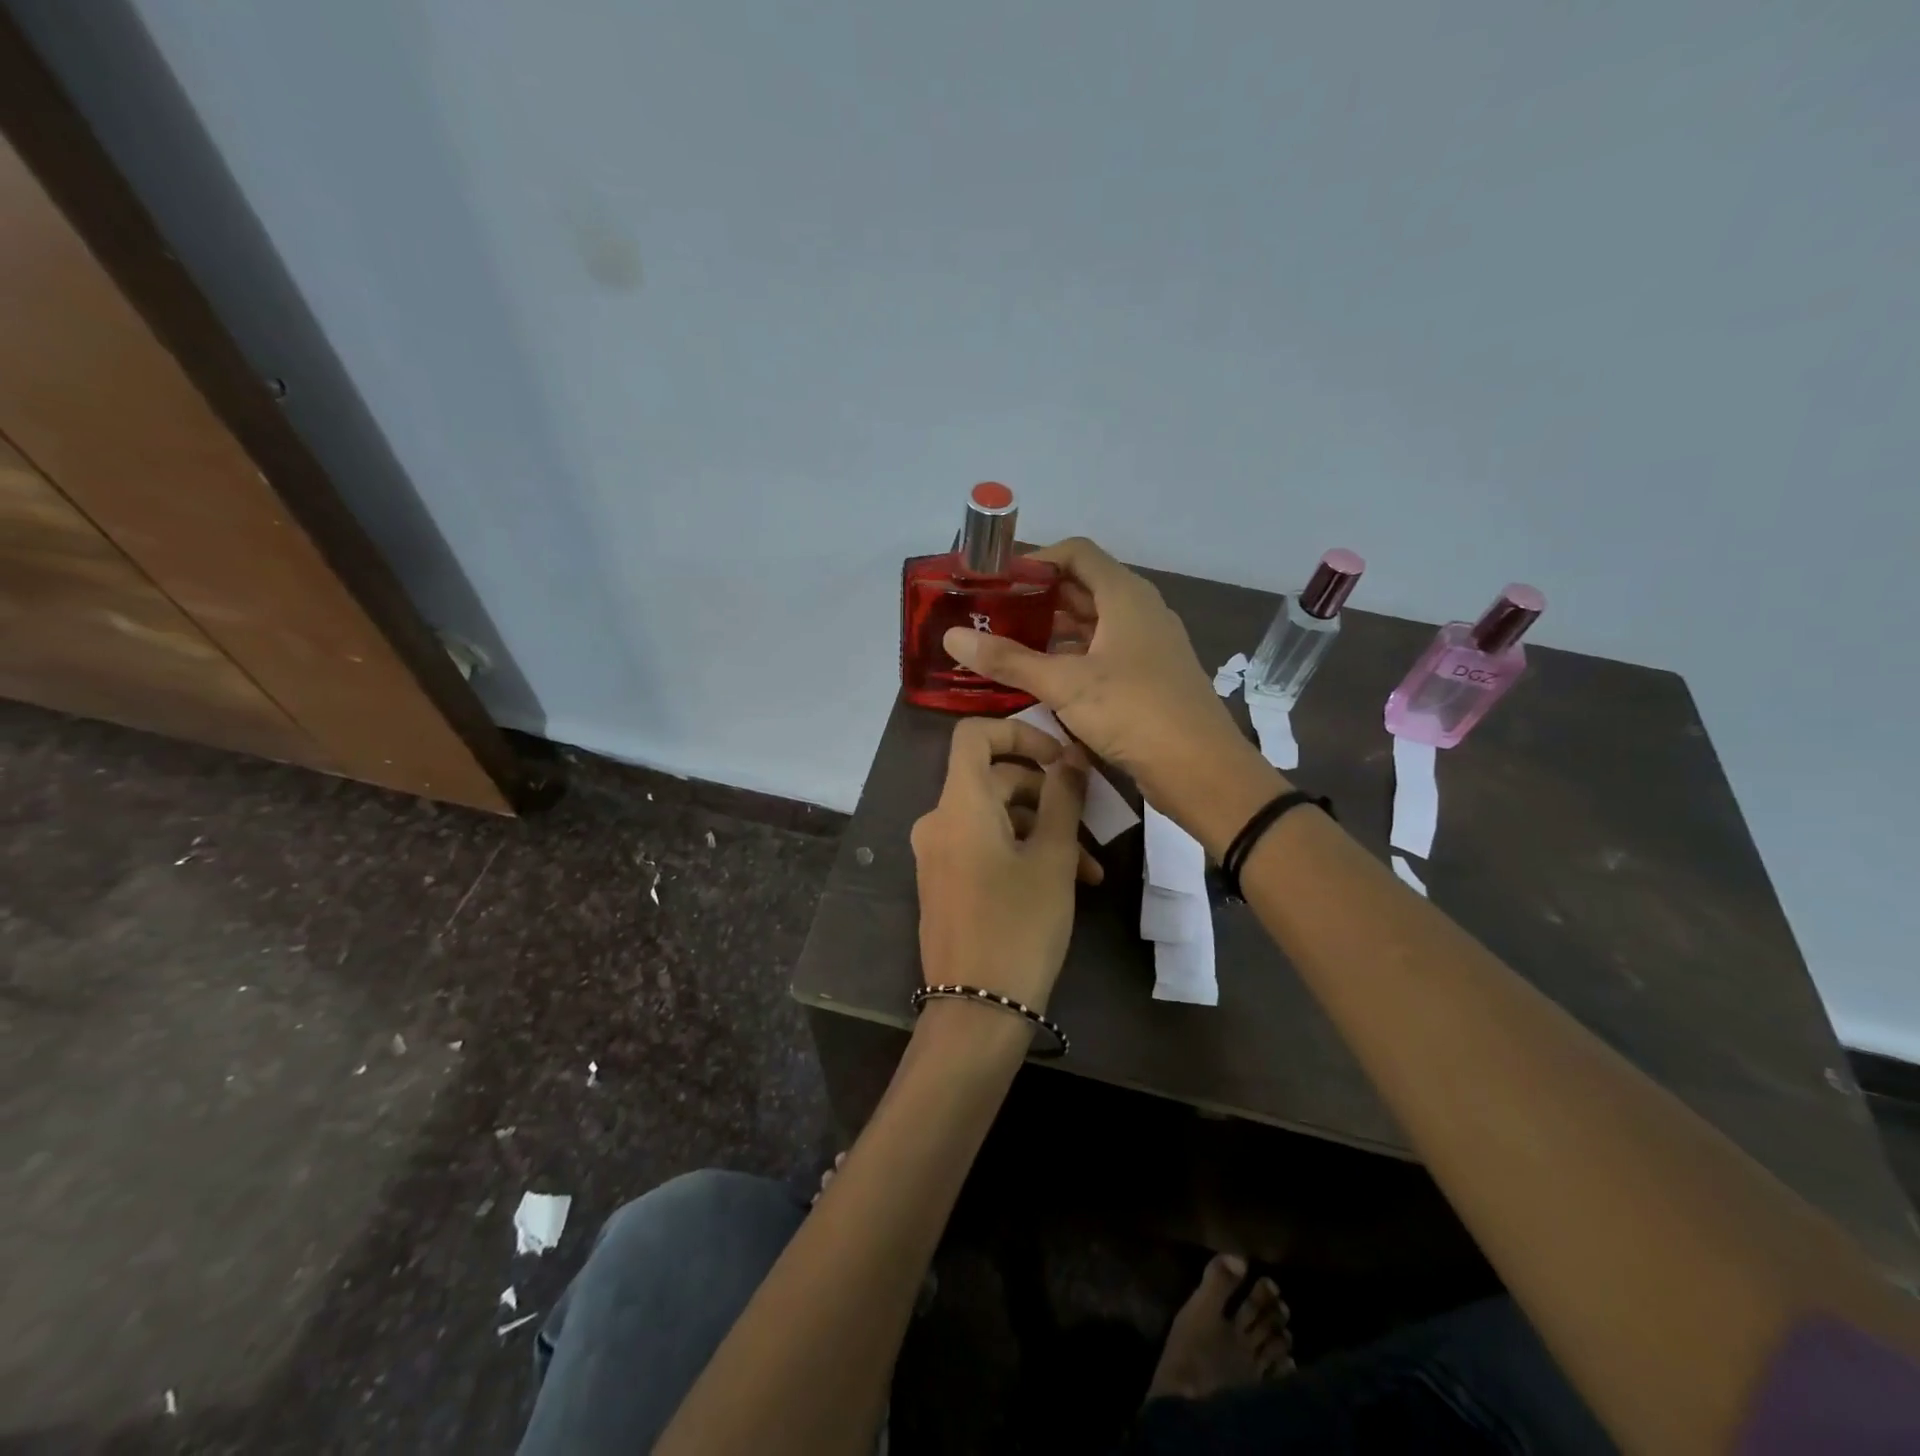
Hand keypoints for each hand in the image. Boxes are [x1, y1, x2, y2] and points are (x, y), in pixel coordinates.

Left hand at [911, 717, 1089, 1012]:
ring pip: (996, 819)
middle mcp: (939, 821)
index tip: (1060, 757)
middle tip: (1091, 823)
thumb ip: (1063, 798)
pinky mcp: (945, 881)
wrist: (976, 1010)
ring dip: (1043, 832)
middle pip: (994, 780)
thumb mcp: (1053, 859)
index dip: (1019, 732)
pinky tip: (1066, 883)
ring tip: (1089, 870)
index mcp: (959, 805)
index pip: (974, 735)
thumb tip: (1070, 755)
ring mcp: (938, 854)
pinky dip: (1021, 853)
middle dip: (1047, 796)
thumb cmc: (1020, 926)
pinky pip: (984, 847)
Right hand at [943, 538, 1282, 852]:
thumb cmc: (1134, 712)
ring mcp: (1148, 645)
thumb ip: (1008, 659)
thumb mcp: (1064, 684)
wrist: (1201, 769)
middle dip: (1038, 598)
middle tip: (993, 616)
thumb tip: (952, 637)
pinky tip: (1043, 679)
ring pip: (1093, 624)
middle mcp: (1140, 611)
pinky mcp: (1149, 677)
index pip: (1077, 553)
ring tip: (1009, 646)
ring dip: (1053, 631)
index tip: (997, 581)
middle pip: (1083, 587)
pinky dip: (1073, 657)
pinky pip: (1104, 653)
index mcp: (1125, 596)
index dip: (1036, 560)